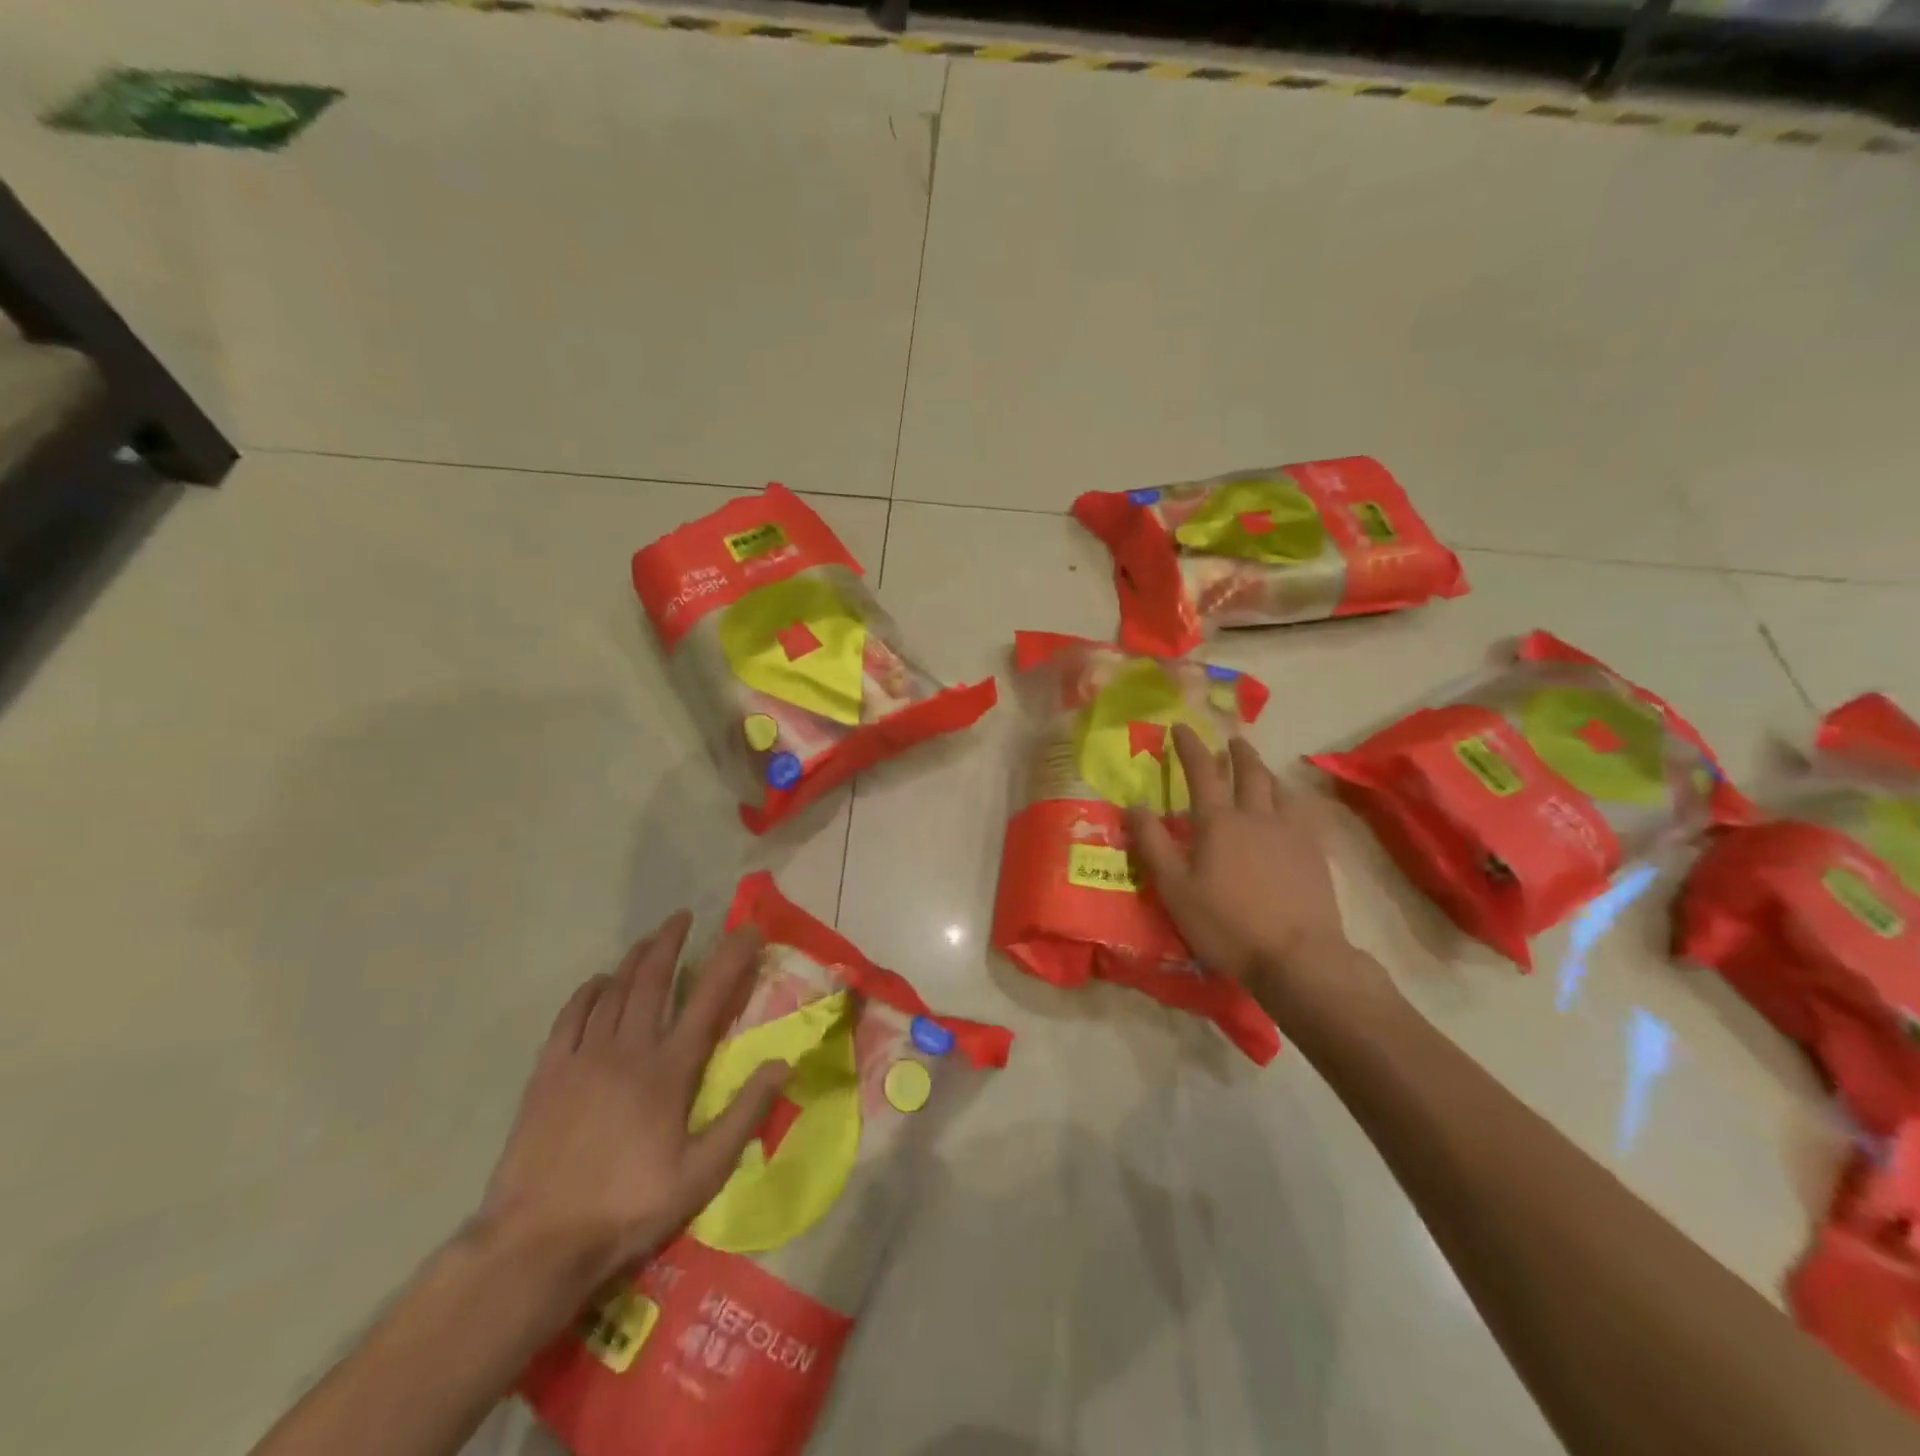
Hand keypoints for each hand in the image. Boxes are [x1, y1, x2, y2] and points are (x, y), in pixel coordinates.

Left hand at [471, 912, 787, 1300]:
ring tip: (649, 940)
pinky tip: (597, 982)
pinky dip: (587, 992)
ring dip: (634, 960)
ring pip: (613, 991)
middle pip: (653, 980)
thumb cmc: (627, 1208)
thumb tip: (783, 1063)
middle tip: (683, 917)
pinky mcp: (548, 1074)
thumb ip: (744, 1115)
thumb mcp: (701, 1173)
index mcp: (669, 1070)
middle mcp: (628, 1049)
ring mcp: (584, 1057)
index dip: (730, 960)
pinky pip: (570, 1016)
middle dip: (670, 942)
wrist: (537, 1243)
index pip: (708, 999)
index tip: (746, 930)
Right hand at [1128, 726, 1360, 989]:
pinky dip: (1289, 798)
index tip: (1181, 727)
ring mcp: (1290, 832)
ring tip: (1258, 769)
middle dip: (1236, 752)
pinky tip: (1290, 807)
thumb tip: (1133, 805)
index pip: (1201, 771)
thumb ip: (1153, 844)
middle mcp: (1256, 816)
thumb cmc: (1226, 924)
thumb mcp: (1175, 888)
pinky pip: (1301, 811)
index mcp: (1218, 822)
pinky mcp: (1314, 852)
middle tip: (1230, 741)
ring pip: (1277, 788)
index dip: (1189, 746)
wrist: (1298, 955)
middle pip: (1248, 772)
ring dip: (1264, 772)